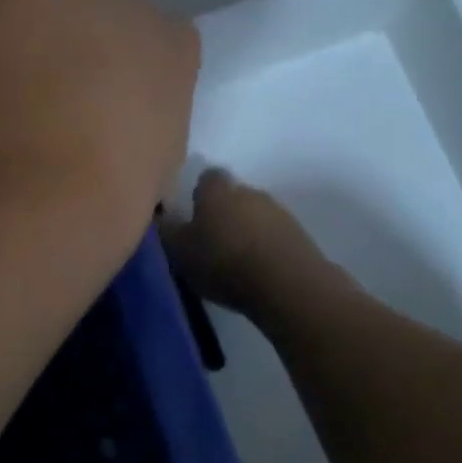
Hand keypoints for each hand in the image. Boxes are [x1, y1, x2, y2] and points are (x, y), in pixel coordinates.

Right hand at [161, 169, 327, 318]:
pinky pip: (273, 235)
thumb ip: (168, 230)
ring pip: (255, 215)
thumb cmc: (224, 262)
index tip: (192, 214)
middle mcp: (249, 191)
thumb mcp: (180, 251)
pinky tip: (257, 269)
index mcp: (217, 190)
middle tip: (210, 241)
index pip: (207, 177)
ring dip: (246, 230)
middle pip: (233, 196)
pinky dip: (265, 246)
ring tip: (235, 260)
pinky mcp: (299, 234)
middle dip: (223, 213)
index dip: (199, 194)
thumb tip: (162, 215)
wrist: (286, 285)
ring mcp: (278, 211)